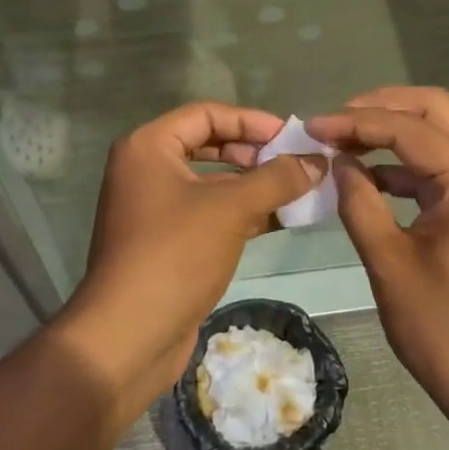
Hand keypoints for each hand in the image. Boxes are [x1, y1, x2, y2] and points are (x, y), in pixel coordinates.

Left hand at [58, 102, 325, 418]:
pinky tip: (281, 219)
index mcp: (148, 147)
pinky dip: (244, 214)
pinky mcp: (168, 244)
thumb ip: (277, 179)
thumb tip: (318, 161)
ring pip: (213, 184)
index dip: (251, 120)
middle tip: (296, 163)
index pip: (206, 114)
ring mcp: (155, 210)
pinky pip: (211, 215)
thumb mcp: (231, 209)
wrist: (129, 335)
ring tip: (300, 191)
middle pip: (209, 146)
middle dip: (255, 153)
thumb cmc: (175, 255)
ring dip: (254, 186)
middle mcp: (146, 171)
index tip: (291, 135)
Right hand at [308, 87, 448, 427]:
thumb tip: (338, 162)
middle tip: (335, 123)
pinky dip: (414, 164)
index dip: (356, 123)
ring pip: (448, 133)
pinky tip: (374, 177)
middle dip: (383, 108)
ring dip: (399, 132)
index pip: (410, 129)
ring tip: (346, 144)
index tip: (312, 127)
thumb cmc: (444, 330)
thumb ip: (359, 201)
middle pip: (438, 110)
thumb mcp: (389, 262)